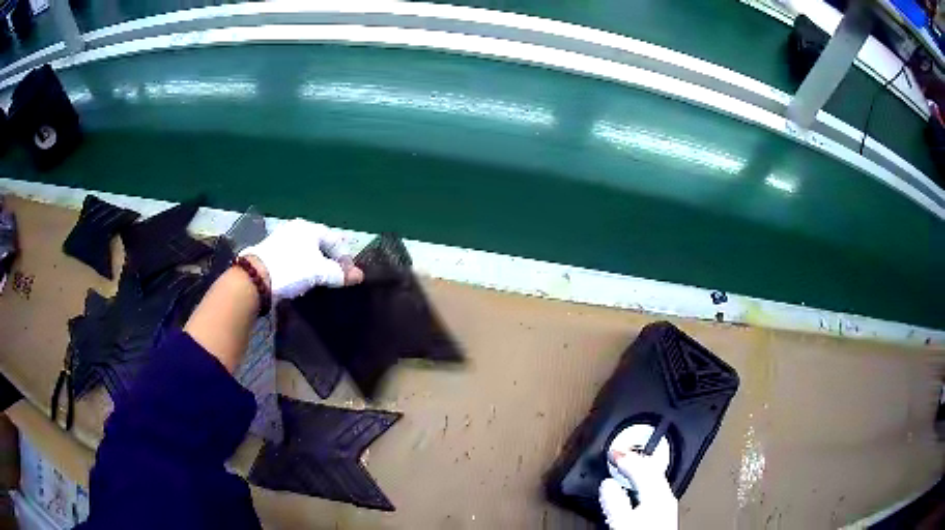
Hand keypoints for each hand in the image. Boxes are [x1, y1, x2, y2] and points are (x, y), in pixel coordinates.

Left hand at [240, 219, 363, 299]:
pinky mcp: (271, 252)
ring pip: (306, 251)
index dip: (345, 257)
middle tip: (337, 277)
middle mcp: (295, 229)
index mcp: (308, 228)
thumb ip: (339, 273)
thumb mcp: (319, 272)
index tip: (349, 275)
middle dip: (330, 260)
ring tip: (321, 280)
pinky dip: (302, 267)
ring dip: (316, 264)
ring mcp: (281, 239)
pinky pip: (294, 257)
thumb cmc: (291, 269)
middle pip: (320, 244)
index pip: (334, 239)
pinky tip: (302, 279)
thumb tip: (359, 276)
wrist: (255, 278)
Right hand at [599, 451, 677, 529]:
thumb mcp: (623, 522)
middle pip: (652, 470)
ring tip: (628, 465)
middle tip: (620, 453)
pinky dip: (645, 481)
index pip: (641, 468)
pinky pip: (656, 488)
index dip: (625, 458)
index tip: (612, 452)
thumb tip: (607, 484)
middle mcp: (665, 497)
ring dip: (641, 469)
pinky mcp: (665, 513)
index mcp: (657, 495)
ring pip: (655, 478)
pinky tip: (639, 487)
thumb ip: (615, 502)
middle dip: (636, 459)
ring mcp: (667, 505)